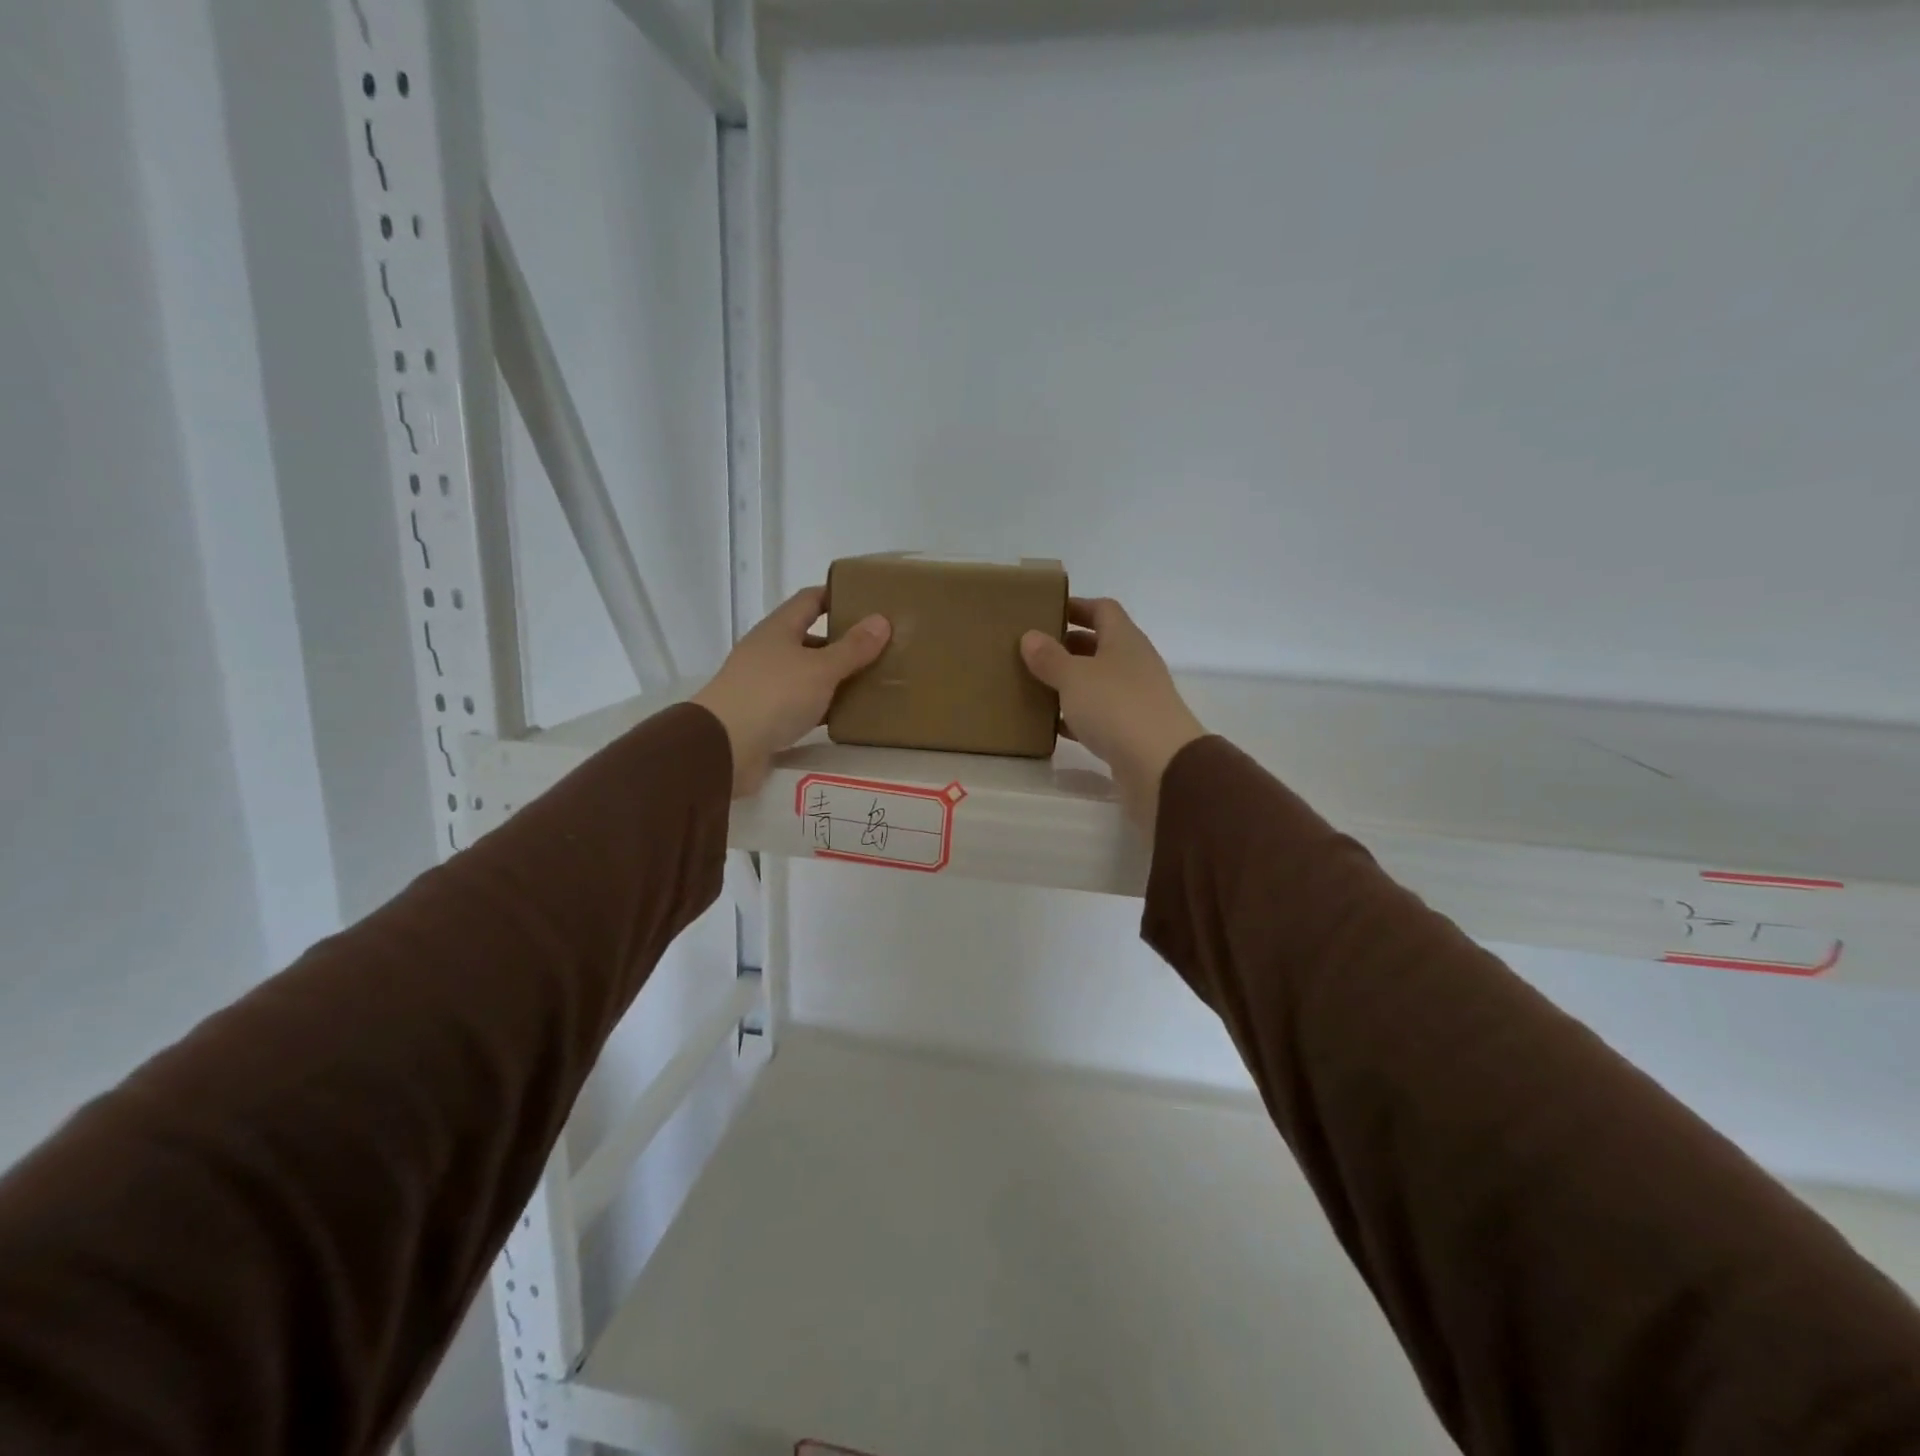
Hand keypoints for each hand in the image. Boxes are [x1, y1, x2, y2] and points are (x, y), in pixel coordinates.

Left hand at [693, 587, 890, 796]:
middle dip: (842, 642)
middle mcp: (769, 652)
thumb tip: (882, 620)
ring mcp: (764, 685)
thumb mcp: (821, 668)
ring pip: (807, 674)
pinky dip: (823, 706)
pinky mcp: (765, 716)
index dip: (837, 596)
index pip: (810, 600)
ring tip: (872, 682)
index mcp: (779, 629)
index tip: (869, 601)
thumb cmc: (774, 695)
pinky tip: (846, 715)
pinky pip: (802, 705)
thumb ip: (852, 648)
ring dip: (835, 677)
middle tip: (880, 648)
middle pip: (810, 638)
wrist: (724, 747)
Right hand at [1021, 597, 1206, 828]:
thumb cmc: (1116, 707)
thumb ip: (1050, 657)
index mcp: (1124, 640)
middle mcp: (1134, 664)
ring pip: (1098, 682)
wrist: (1160, 764)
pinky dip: (1077, 716)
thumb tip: (1030, 636)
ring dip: (1071, 682)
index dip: (1076, 607)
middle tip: (1033, 651)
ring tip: (1036, 685)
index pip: (1102, 610)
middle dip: (1068, 645)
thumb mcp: (1074, 677)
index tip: (1046, 611)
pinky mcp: (1132, 731)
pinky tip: (1053, 724)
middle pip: (1100, 645)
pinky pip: (1099, 715)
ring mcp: (1136, 698)